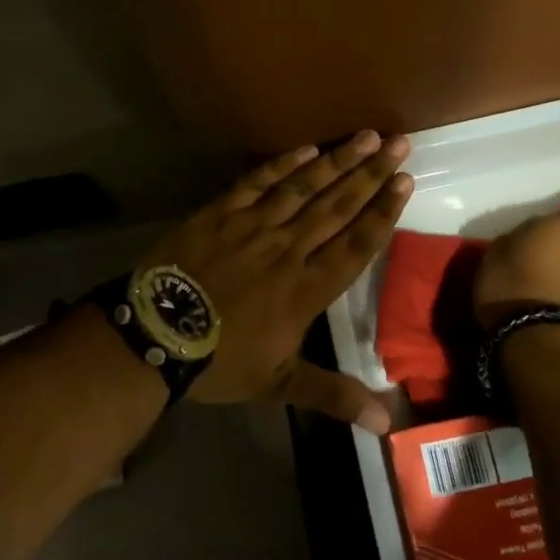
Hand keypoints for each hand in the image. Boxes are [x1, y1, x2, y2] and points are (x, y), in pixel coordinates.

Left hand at [140, 132, 413, 430]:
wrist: (154, 336)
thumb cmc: (220, 361)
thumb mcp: (278, 383)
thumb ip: (334, 394)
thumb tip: (386, 423)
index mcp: (306, 289)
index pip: (356, 245)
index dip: (383, 212)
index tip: (405, 183)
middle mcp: (287, 250)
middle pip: (337, 207)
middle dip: (371, 174)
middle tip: (399, 144)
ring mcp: (253, 227)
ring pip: (304, 188)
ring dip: (338, 161)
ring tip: (366, 136)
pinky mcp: (221, 213)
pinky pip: (257, 182)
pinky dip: (283, 164)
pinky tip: (307, 149)